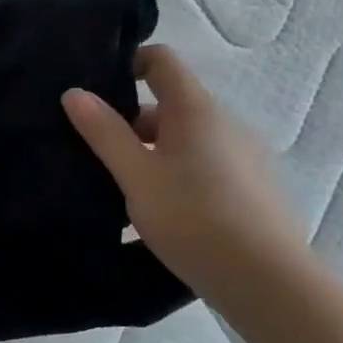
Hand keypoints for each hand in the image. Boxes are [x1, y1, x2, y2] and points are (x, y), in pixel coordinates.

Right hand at [63, 45, 312, 298]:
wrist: (267, 281)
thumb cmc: (193, 217)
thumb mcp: (136, 175)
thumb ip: (104, 132)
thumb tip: (75, 93)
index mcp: (196, 109)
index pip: (161, 61)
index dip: (128, 63)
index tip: (96, 89)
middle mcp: (225, 123)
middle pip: (170, 104)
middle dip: (131, 122)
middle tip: (96, 152)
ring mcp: (245, 155)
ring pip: (186, 138)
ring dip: (153, 152)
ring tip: (123, 188)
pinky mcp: (253, 187)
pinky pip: (205, 164)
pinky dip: (178, 173)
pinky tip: (161, 211)